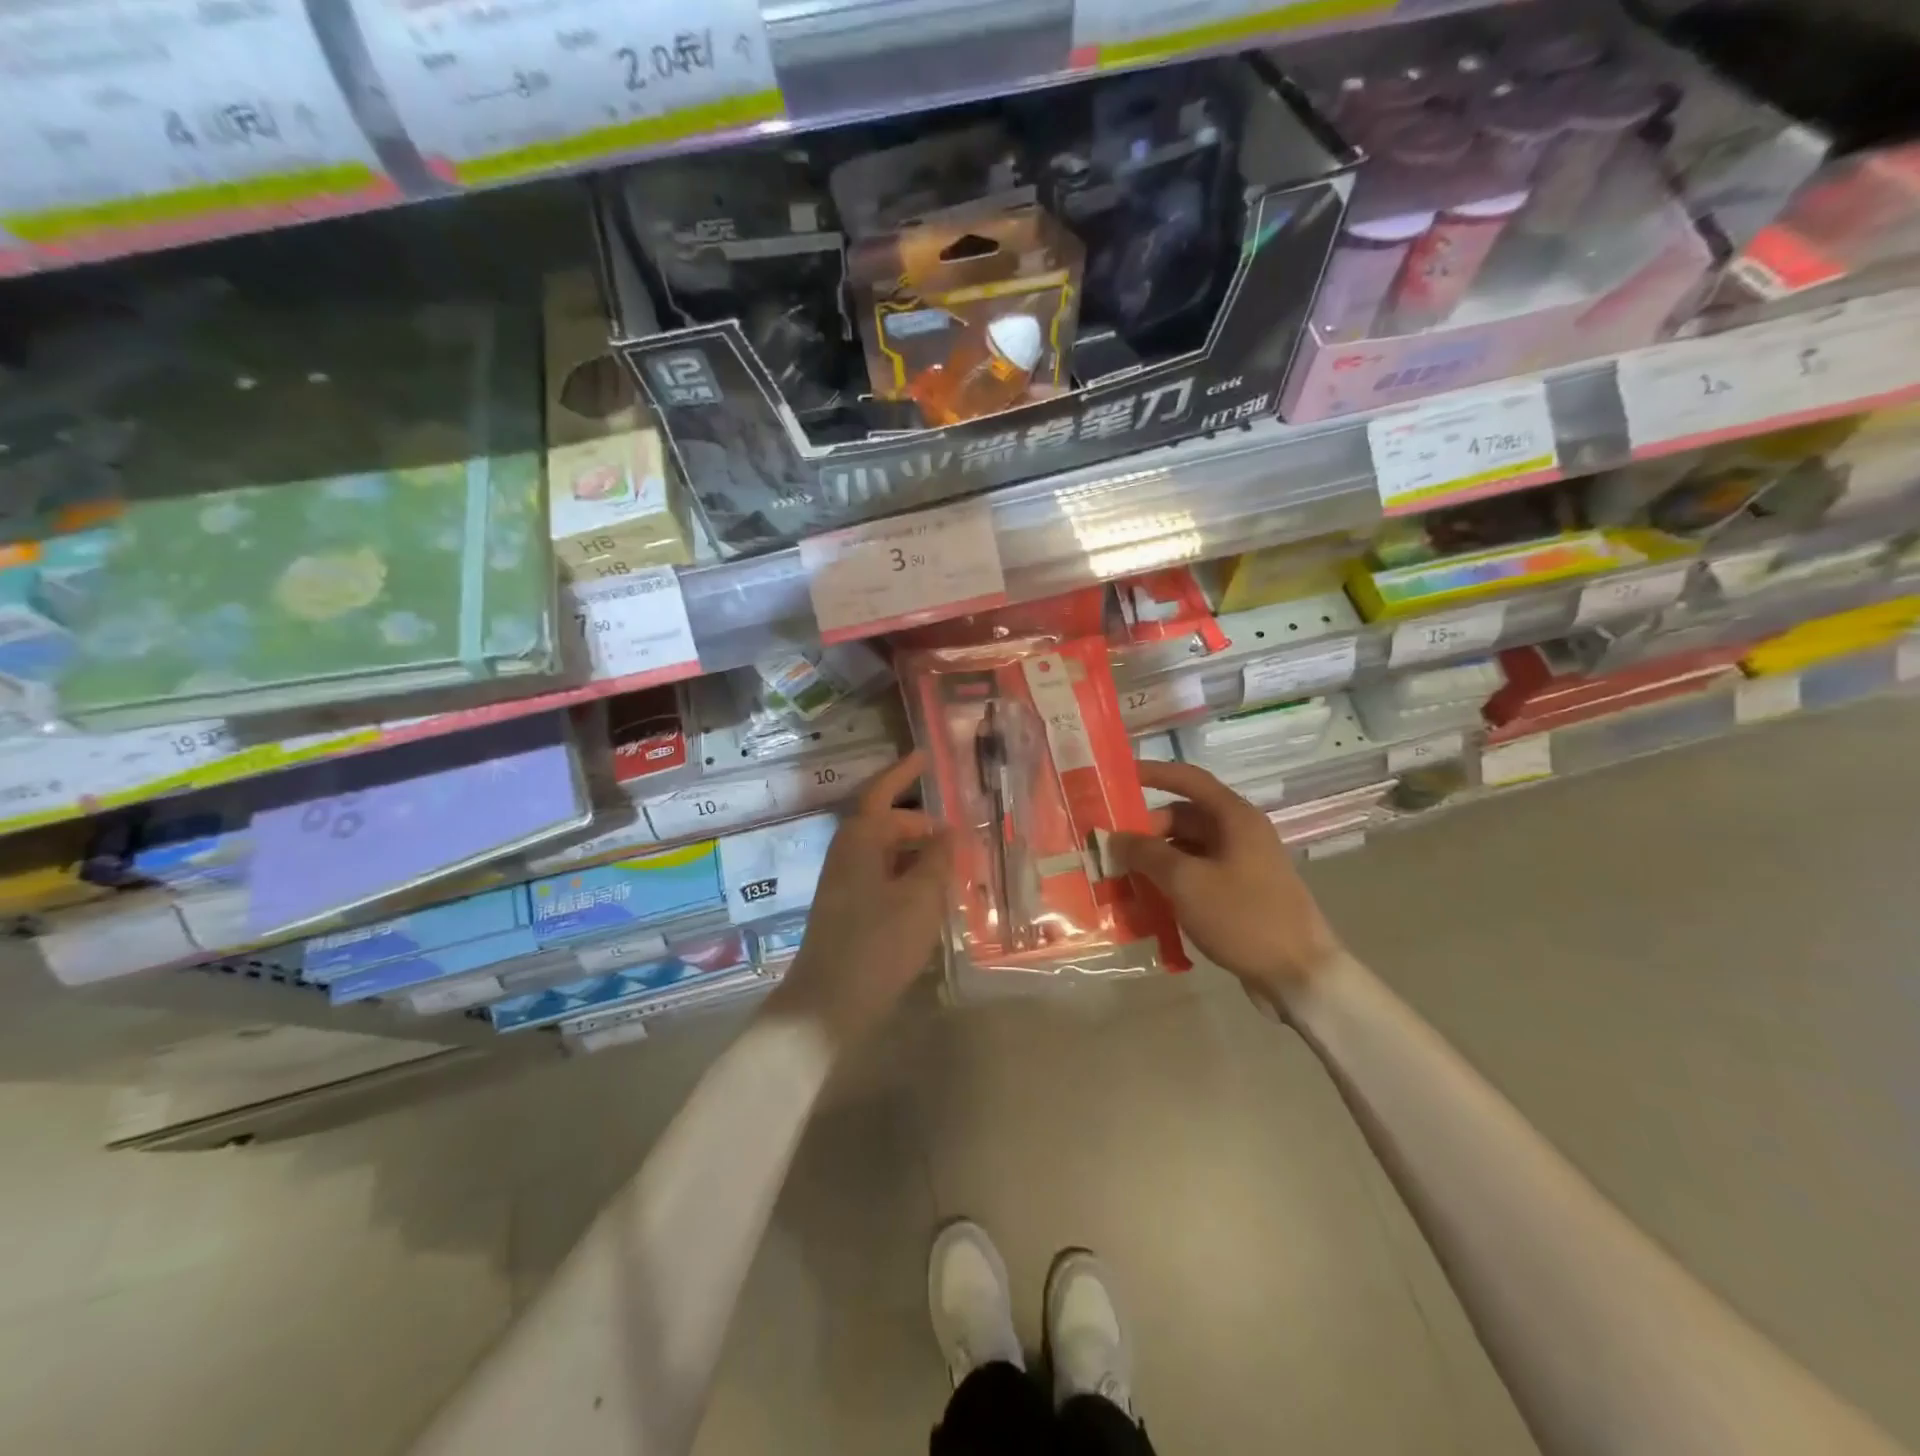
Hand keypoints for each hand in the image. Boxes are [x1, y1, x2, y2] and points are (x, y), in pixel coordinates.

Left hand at [770, 752, 952, 1049]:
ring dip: (917, 854)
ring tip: (953, 867)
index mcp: (859, 840)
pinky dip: (908, 877)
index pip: (881, 792)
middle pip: (886, 824)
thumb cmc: (877, 942)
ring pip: (886, 853)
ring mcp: (844, 884)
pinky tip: (931, 897)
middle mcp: (847, 855)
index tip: (926, 756)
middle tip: (958, 837)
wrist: (828, 1004)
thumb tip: (949, 831)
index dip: (903, 772)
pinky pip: (883, 878)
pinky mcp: (848, 911)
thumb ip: (938, 860)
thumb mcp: (920, 898)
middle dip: (921, 824)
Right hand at [1110, 761, 1342, 1008]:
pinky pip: (1196, 877)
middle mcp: (1240, 833)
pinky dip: (1170, 883)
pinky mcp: (1240, 894)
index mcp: (1235, 818)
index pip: (1188, 779)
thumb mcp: (1186, 881)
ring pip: (1186, 849)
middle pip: (1183, 817)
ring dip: (1154, 860)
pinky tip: (1146, 903)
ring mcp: (1241, 865)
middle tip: (1109, 848)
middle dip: (1145, 830)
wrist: (1300, 975)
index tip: (1116, 776)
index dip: (1152, 773)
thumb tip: (1114, 837)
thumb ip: (1146, 853)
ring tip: (1120, 877)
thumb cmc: (1243, 917)